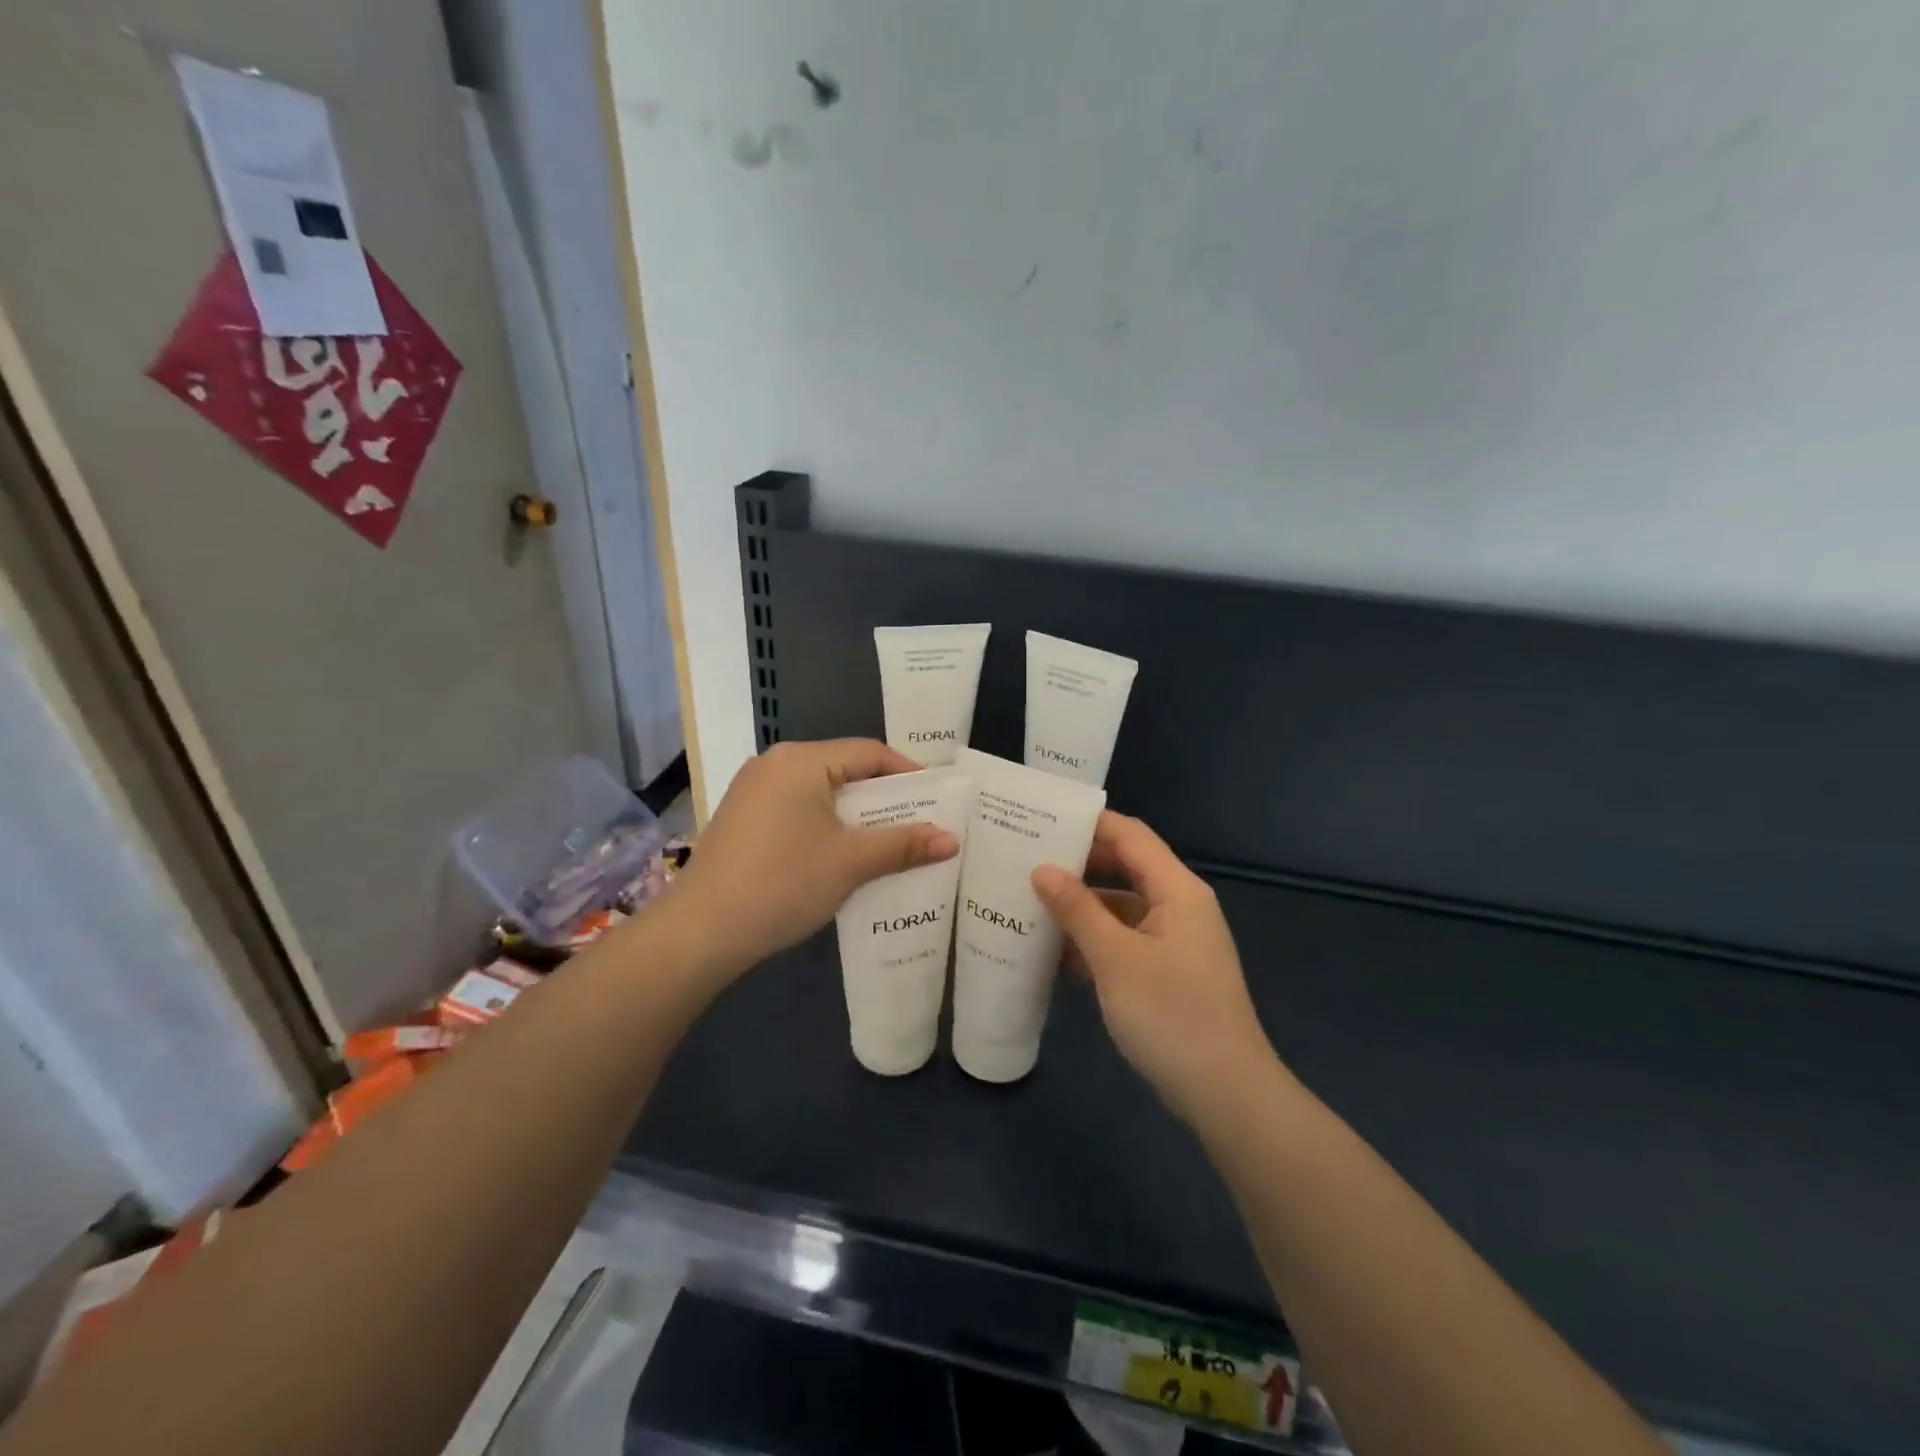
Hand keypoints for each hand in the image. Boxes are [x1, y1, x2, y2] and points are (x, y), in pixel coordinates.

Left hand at [670, 739, 958, 978]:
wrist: (700, 932)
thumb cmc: (783, 883)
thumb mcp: (850, 862)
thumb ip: (903, 845)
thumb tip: (952, 839)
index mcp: (802, 760)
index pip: (869, 753)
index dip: (909, 774)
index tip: (938, 801)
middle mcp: (775, 764)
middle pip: (845, 771)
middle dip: (884, 799)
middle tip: (919, 824)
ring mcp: (753, 791)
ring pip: (821, 793)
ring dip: (856, 817)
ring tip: (888, 844)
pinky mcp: (742, 819)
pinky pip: (798, 810)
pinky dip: (827, 827)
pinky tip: (842, 857)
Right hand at [1032, 812, 1276, 1124]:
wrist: (1226, 1095)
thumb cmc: (1172, 1016)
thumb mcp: (1116, 959)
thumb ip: (1078, 910)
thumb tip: (1042, 869)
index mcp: (1178, 891)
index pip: (1131, 836)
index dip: (1089, 823)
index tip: (1042, 819)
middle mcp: (1179, 906)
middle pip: (1125, 868)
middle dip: (1079, 864)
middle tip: (1027, 858)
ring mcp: (1174, 941)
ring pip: (1121, 907)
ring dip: (1081, 906)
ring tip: (1030, 902)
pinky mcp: (1166, 972)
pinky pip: (1124, 940)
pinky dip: (1093, 940)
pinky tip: (1054, 952)